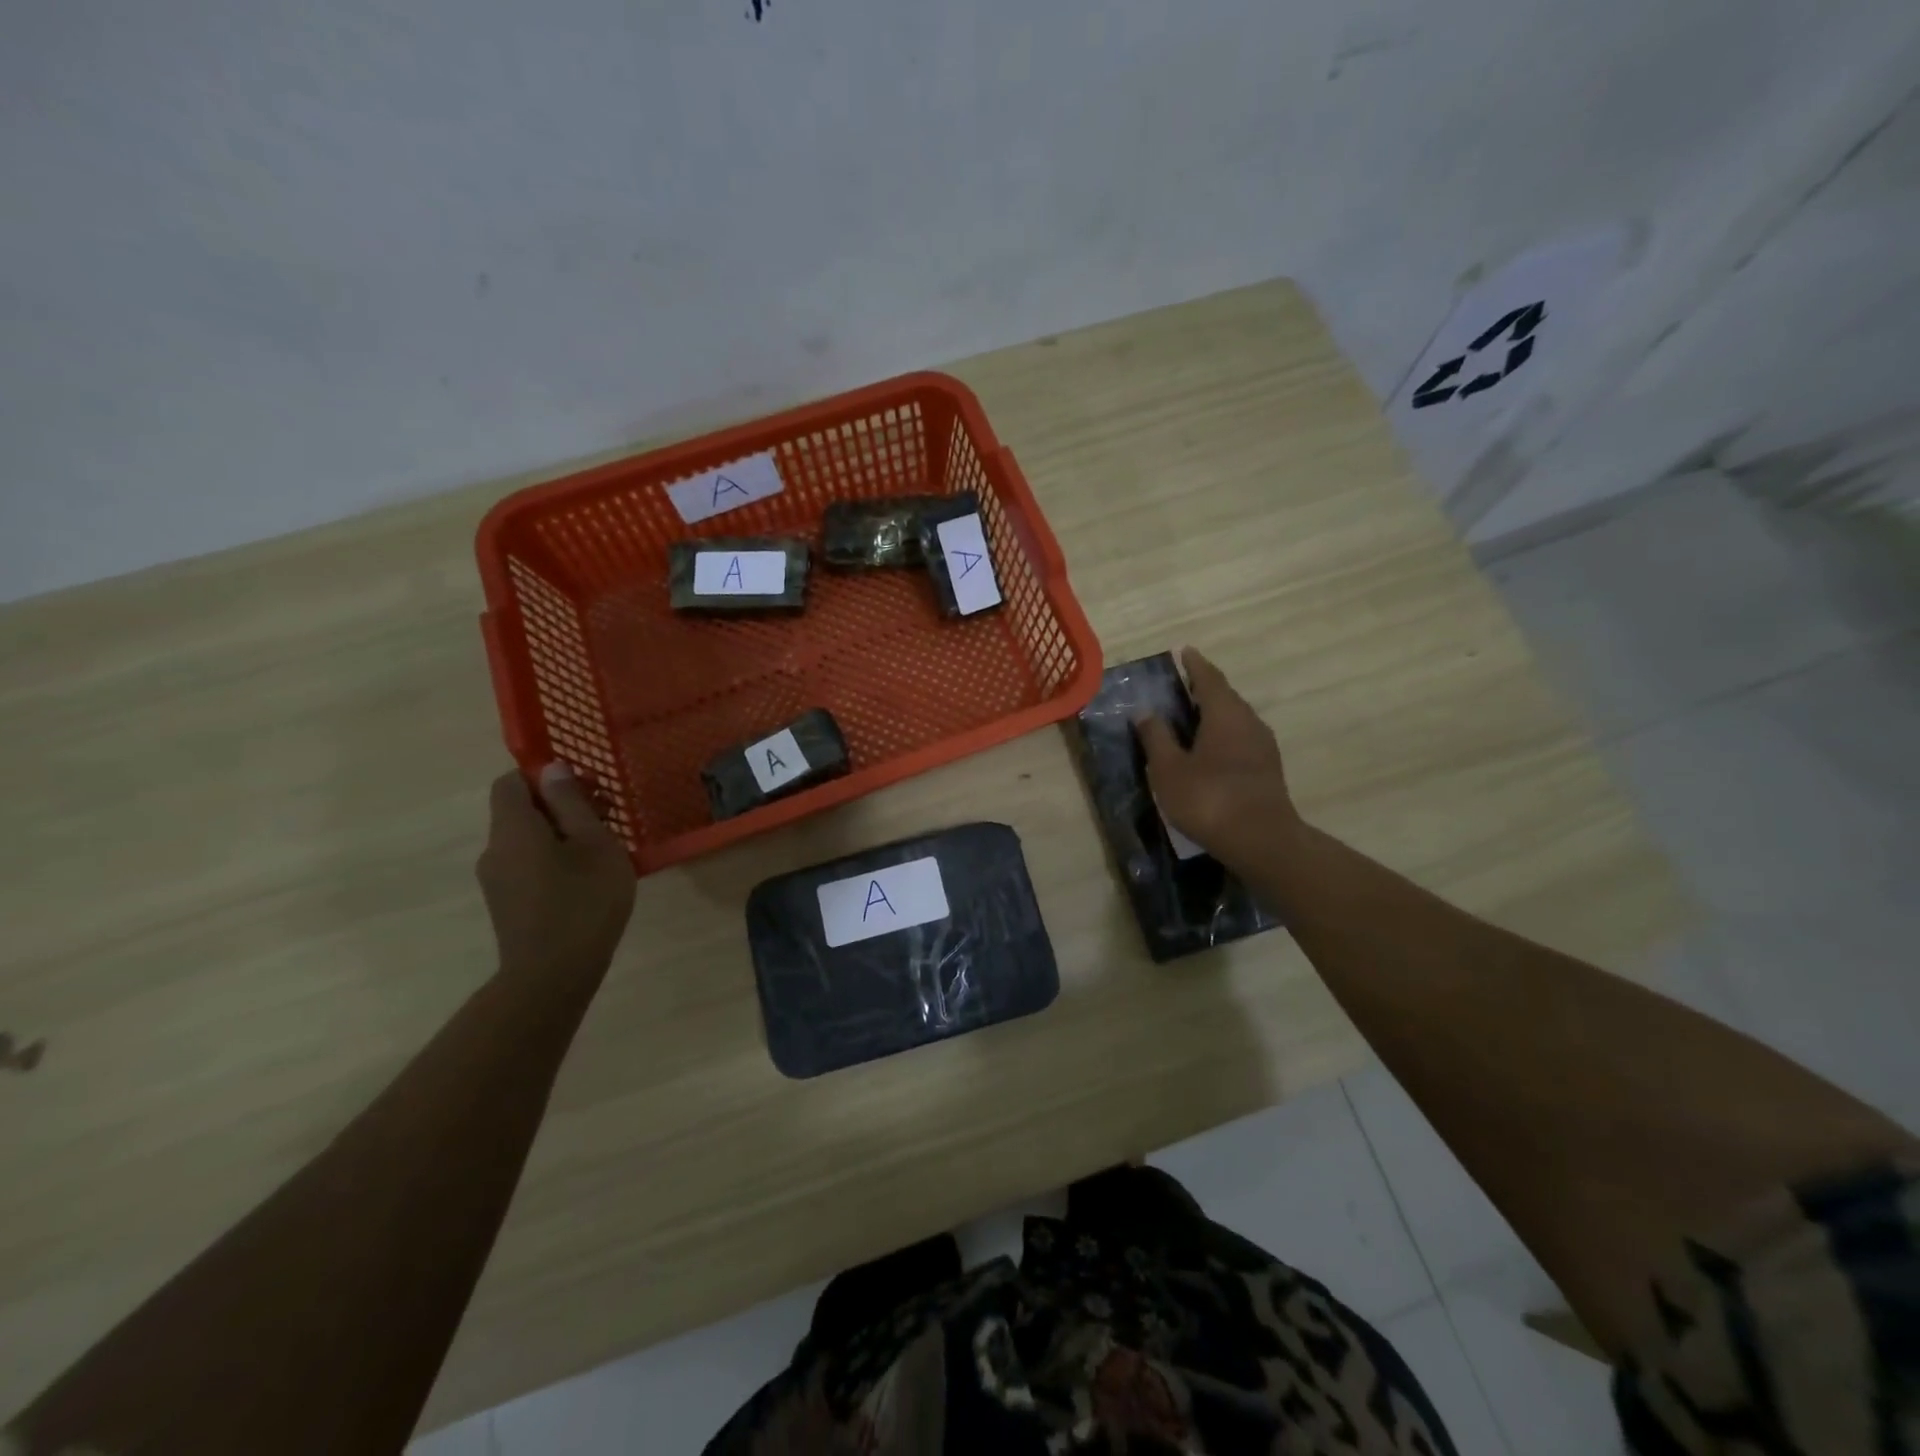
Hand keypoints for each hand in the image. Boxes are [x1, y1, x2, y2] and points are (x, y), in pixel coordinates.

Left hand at [477, 764, 635, 981]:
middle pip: (520, 811)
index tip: (585, 788)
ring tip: (603, 850)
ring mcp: (497, 880)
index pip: (511, 782)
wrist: (553, 976)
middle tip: (606, 816)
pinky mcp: (507, 904)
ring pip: (526, 840)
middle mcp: (495, 850)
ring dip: (561, 834)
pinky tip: (587, 879)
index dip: (544, 776)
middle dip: (561, 805)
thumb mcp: (594, 844)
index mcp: (513, 829)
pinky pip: (527, 865)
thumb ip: (572, 803)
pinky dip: (554, 859)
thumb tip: (552, 769)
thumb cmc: (583, 901)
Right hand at [1135, 647, 1304, 868]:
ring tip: (1191, 718)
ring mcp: (1263, 747)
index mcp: (1225, 714)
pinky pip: (1241, 740)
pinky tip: (1209, 751)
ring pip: (1235, 720)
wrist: (1261, 841)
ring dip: (1214, 714)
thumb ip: (1157, 738)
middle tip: (1182, 686)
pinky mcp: (1267, 769)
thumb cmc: (1209, 799)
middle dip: (1204, 689)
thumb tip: (1146, 712)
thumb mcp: (1169, 769)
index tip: (1184, 651)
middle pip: (1225, 697)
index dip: (1195, 664)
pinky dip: (1223, 736)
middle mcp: (1249, 722)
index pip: (1209, 678)